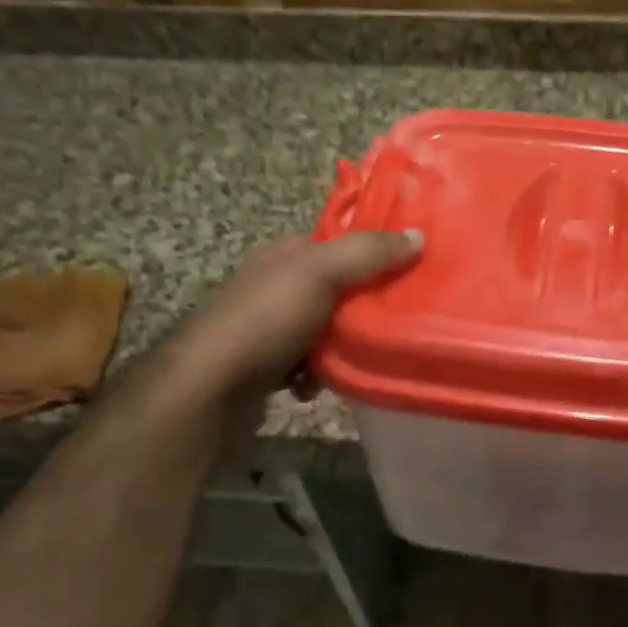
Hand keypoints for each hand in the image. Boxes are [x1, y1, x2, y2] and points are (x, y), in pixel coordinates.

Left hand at [174, 230, 423, 398]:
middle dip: (362, 307)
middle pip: (337, 290)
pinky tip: (318, 386)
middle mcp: (274, 286)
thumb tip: (418, 236)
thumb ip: (368, 253)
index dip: (373, 254)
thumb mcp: (321, 272)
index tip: (409, 271)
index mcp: (283, 255)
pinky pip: (306, 366)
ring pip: (324, 331)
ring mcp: (267, 328)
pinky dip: (317, 376)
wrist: (209, 390)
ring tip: (357, 358)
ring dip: (341, 348)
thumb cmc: (265, 320)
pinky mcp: (265, 367)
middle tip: (393, 322)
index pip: (337, 245)